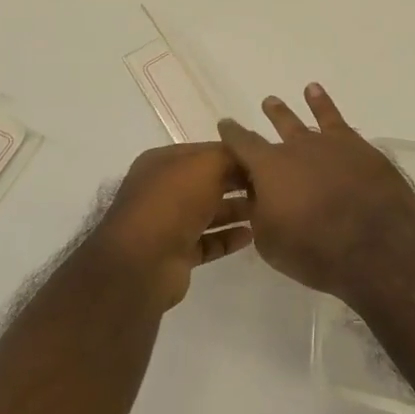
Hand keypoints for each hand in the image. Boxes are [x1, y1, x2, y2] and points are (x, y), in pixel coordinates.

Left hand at [88, 143, 253, 306]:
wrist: (143, 262)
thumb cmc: (173, 202)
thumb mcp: (205, 165)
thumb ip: (228, 156)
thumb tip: (246, 158)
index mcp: (163, 162)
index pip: (205, 151)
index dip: (234, 154)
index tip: (266, 159)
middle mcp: (163, 190)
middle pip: (208, 181)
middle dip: (238, 182)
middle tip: (271, 187)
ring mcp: (168, 223)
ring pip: (209, 212)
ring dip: (235, 210)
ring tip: (266, 211)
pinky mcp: (176, 253)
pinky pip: (208, 241)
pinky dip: (228, 238)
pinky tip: (250, 236)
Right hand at [217, 83, 414, 299]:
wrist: (375, 245)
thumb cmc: (315, 250)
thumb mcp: (270, 241)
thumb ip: (260, 213)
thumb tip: (260, 196)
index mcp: (268, 169)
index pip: (242, 144)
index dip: (232, 134)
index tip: (225, 124)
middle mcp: (295, 148)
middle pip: (276, 129)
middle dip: (268, 119)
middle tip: (264, 106)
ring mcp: (328, 144)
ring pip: (302, 122)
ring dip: (287, 113)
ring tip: (275, 101)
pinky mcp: (357, 148)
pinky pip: (335, 119)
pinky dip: (323, 104)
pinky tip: (316, 91)